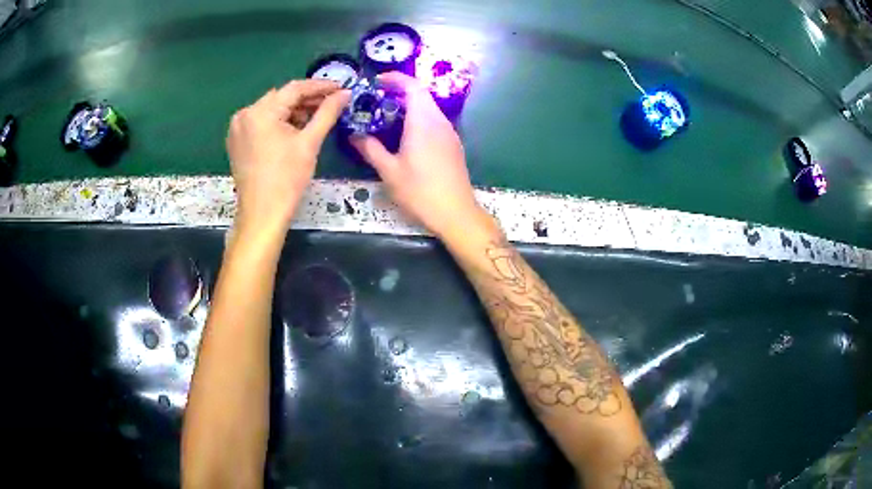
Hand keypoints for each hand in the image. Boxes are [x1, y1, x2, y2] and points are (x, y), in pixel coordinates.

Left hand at [227, 79, 349, 235]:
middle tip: (332, 103)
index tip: (341, 87)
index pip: (294, 88)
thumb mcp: (310, 143)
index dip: (320, 86)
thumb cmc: (287, 179)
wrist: (262, 215)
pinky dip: (279, 122)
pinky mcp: (237, 141)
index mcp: (260, 112)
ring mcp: (238, 128)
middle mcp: (245, 114)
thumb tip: (345, 93)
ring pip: (271, 109)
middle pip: (281, 98)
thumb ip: (327, 113)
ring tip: (316, 117)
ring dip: (294, 111)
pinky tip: (296, 129)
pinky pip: (262, 122)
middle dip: (307, 99)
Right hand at [350, 72, 480, 237]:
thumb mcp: (389, 171)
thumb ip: (370, 149)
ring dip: (410, 105)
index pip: (413, 86)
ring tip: (387, 116)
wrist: (456, 213)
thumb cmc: (420, 191)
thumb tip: (354, 135)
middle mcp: (439, 121)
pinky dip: (419, 118)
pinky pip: (435, 121)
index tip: (377, 81)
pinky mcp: (453, 144)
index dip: (396, 78)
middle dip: (399, 91)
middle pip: (422, 95)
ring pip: (429, 108)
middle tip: (377, 99)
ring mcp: (450, 133)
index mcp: (423, 121)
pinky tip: (406, 134)